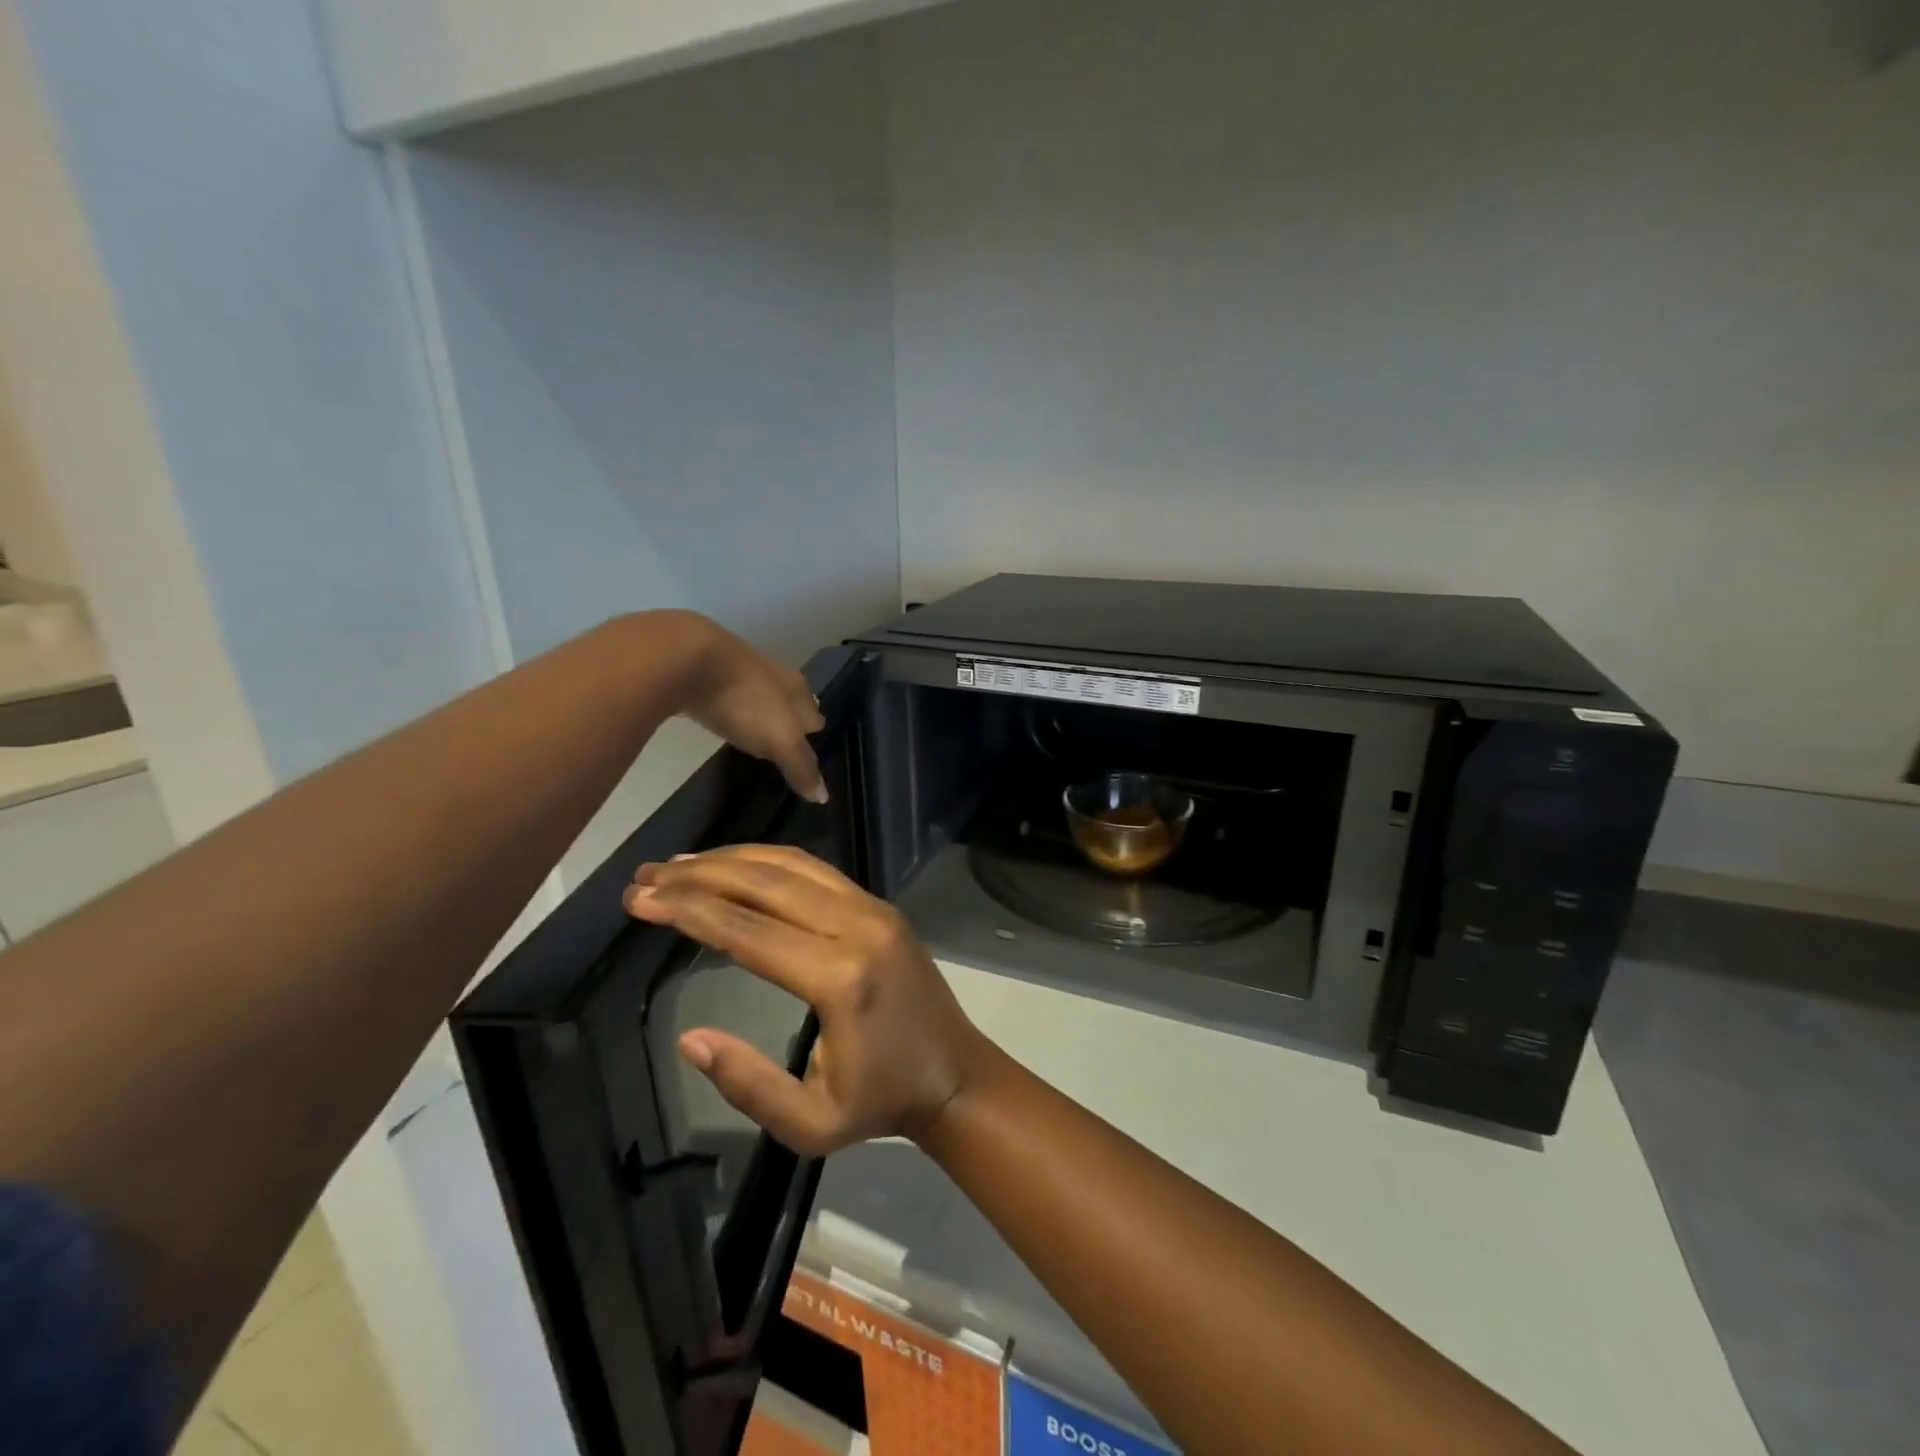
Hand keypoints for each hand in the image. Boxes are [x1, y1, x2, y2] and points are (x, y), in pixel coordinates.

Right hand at [623, 845, 988, 1155]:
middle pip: (767, 885)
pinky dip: (770, 860)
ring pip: (793, 866)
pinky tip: (737, 864)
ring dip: (733, 859)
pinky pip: (817, 870)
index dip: (690, 912)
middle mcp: (858, 927)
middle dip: (700, 877)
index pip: (749, 931)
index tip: (641, 899)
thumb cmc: (881, 1102)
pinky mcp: (879, 904)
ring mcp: (873, 908)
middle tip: (647, 876)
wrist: (953, 1072)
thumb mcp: (810, 1123)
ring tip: (679, 865)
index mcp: (840, 980)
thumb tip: (689, 1039)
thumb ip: (748, 1084)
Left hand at [660, 612, 827, 803]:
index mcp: (796, 688)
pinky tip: (724, 719)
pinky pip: (726, 695)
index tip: (812, 752)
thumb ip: (801, 766)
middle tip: (785, 745)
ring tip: (757, 735)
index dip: (814, 734)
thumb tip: (823, 796)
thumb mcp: (780, 739)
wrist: (685, 658)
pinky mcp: (704, 672)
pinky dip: (730, 708)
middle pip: (788, 702)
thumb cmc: (745, 699)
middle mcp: (772, 674)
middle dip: (789, 721)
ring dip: (759, 714)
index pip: (814, 714)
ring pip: (757, 697)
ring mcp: (737, 670)